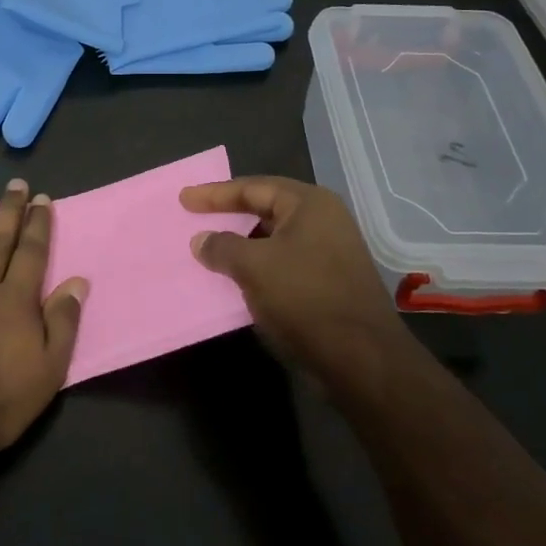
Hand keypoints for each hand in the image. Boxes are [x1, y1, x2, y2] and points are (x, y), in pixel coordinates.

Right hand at [181, 175, 402, 378]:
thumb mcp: (254, 267)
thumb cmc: (305, 298)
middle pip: (266, 208)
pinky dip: (258, 266)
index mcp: (309, 204)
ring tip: (212, 250)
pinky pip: (284, 262)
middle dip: (230, 215)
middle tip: (197, 218)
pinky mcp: (330, 281)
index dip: (215, 193)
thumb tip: (201, 240)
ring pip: (275, 239)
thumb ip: (222, 247)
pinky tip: (238, 278)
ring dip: (243, 244)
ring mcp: (330, 251)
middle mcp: (324, 220)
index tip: (184, 199)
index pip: (253, 187)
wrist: (362, 358)